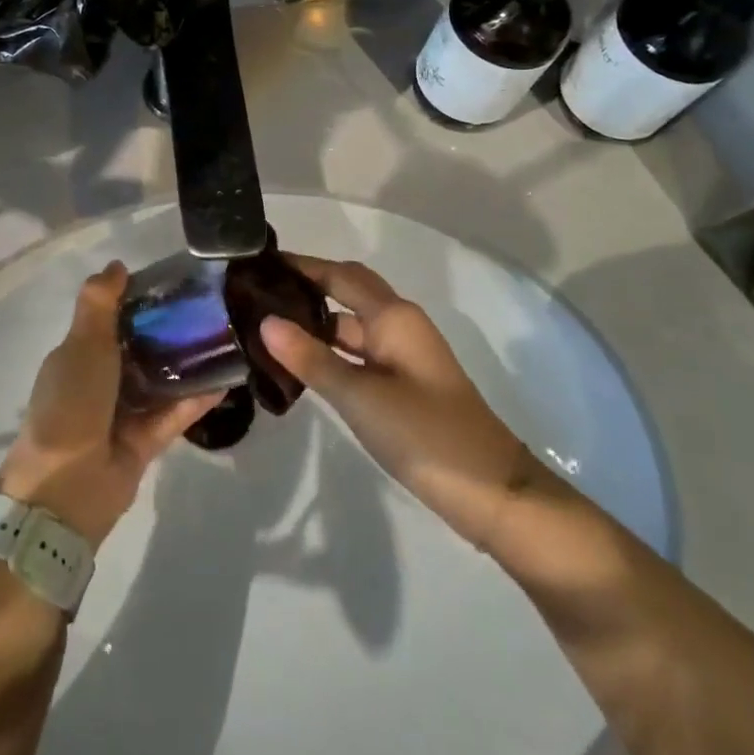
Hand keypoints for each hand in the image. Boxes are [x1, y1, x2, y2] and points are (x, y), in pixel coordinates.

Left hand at [0, 262, 219, 548]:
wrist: (65, 488)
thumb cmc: (71, 403)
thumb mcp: (82, 344)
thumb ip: (100, 303)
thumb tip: (117, 265)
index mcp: (80, 354)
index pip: (113, 318)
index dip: (141, 299)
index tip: (176, 282)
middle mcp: (101, 381)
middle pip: (141, 348)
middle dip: (171, 330)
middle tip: (212, 307)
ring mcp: (123, 413)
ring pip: (161, 380)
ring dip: (188, 363)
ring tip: (227, 337)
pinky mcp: (145, 442)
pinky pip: (174, 413)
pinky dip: (196, 398)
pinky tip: (227, 378)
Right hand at [261, 256, 548, 549]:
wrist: (493, 493)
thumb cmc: (425, 434)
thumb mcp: (360, 397)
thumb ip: (311, 358)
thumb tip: (265, 320)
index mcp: (393, 316)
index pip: (339, 275)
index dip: (302, 265)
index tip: (261, 262)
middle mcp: (400, 324)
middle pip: (348, 291)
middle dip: (308, 286)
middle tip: (260, 291)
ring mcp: (404, 355)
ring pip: (353, 325)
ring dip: (317, 322)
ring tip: (269, 326)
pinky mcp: (405, 383)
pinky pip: (360, 352)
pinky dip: (332, 351)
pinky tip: (304, 365)